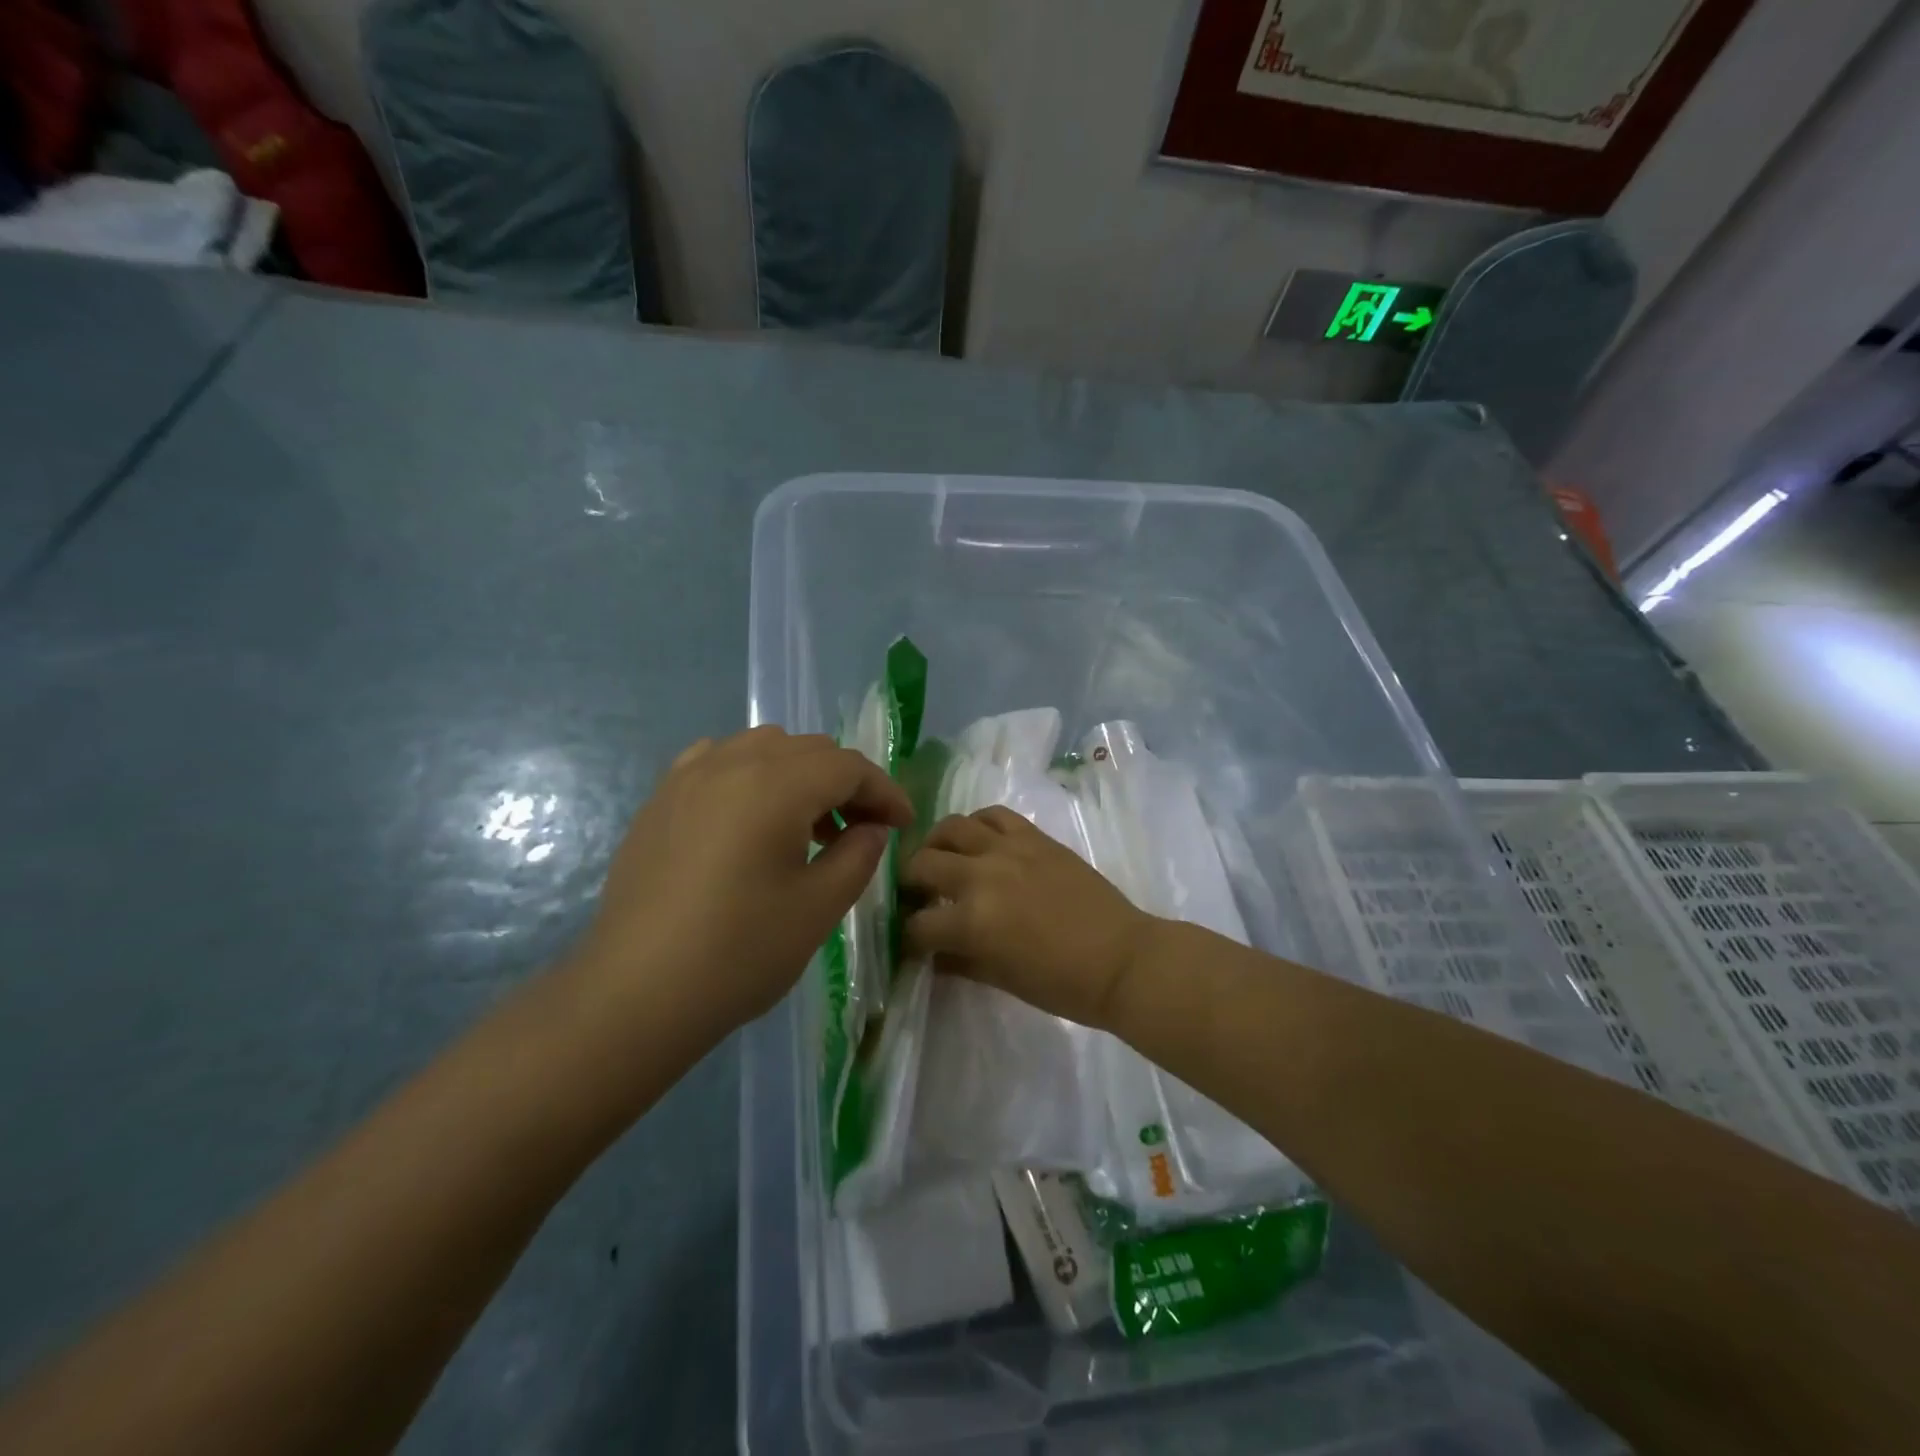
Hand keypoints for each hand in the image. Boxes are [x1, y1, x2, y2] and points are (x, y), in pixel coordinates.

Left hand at [574, 727, 913, 1041]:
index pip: (848, 766)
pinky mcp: (661, 799)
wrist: (635, 994)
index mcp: (776, 784)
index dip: (884, 791)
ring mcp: (688, 776)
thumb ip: (858, 854)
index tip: (902, 825)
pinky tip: (750, 816)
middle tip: (861, 830)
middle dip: (845, 782)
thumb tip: (871, 828)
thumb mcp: (819, 907)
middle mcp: (732, 763)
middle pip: (808, 749)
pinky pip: (718, 760)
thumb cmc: (739, 952)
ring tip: (806, 826)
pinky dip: (750, 774)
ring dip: (799, 774)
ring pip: (763, 747)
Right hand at [901, 807, 1151, 1028]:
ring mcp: (1008, 849)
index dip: (908, 935)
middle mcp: (981, 876)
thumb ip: (959, 961)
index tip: (912, 939)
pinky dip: (977, 824)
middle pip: (922, 865)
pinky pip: (993, 814)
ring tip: (942, 859)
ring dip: (936, 845)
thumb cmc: (1062, 984)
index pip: (918, 924)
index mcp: (971, 922)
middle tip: (918, 895)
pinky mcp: (1034, 836)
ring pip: (950, 827)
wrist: (1122, 959)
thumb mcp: (1001, 980)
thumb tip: (933, 954)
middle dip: (910, 883)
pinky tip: (979, 841)